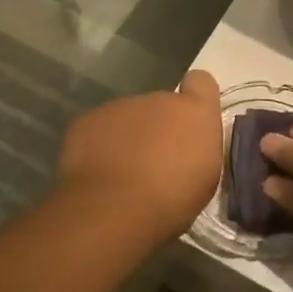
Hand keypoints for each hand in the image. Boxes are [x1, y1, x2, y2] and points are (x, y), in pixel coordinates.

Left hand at [56, 70, 223, 241]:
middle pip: (161, 105)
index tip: (190, 124)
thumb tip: (188, 145)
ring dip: (129, 137)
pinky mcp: (87, 120)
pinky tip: (99, 173)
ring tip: (124, 172)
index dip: (195, 99)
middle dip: (159, 128)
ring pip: (128, 117)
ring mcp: (119, 107)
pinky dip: (100, 145)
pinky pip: (99, 129)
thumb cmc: (172, 200)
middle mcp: (158, 99)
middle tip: (155, 163)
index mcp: (194, 113)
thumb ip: (198, 149)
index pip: (201, 82)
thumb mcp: (205, 179)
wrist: (114, 209)